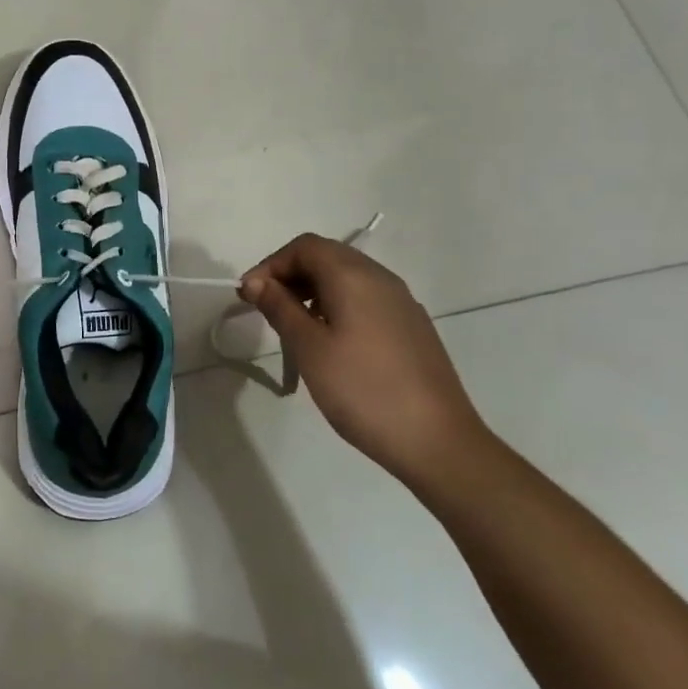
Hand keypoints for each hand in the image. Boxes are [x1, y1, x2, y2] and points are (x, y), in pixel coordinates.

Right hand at [240, 234, 487, 486]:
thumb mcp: (309, 348)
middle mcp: (381, 279)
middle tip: (265, 309)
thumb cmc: (363, 390)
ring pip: (347, 279)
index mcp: (354, 276)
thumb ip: (279, 307)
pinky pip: (365, 300)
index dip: (271, 264)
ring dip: (312, 291)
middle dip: (290, 276)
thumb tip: (255, 282)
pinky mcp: (412, 327)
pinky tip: (330, 343)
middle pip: (327, 257)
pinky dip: (337, 306)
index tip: (249, 296)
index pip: (304, 247)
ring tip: (292, 328)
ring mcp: (402, 303)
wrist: (438, 442)